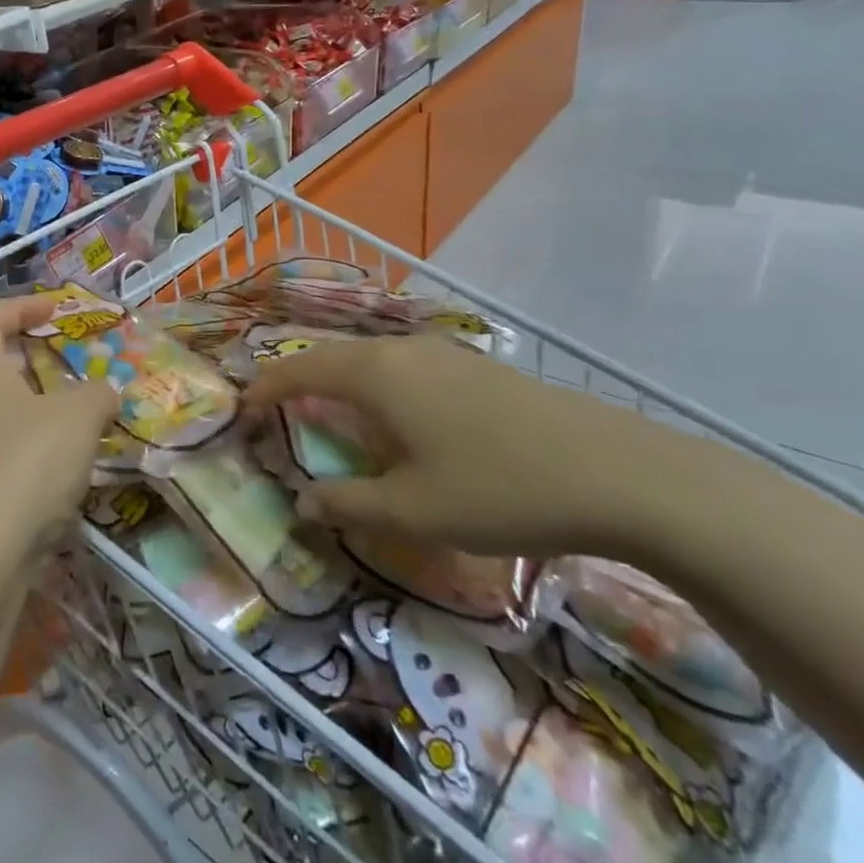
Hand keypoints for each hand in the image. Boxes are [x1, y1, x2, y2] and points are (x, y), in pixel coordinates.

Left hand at [0, 296, 118, 567]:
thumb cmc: (24, 464)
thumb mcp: (76, 418)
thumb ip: (97, 395)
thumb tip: (106, 391)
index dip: (23, 306)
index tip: (59, 309)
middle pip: (0, 369)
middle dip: (43, 363)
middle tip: (85, 369)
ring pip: (9, 418)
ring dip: (47, 414)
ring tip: (91, 422)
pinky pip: (11, 461)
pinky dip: (41, 457)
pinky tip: (74, 474)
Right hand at [245, 335, 685, 560]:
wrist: (622, 473)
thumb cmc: (500, 488)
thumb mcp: (413, 510)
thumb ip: (348, 504)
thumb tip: (303, 503)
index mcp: (375, 375)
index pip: (299, 370)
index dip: (265, 388)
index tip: (241, 409)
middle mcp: (402, 352)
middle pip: (332, 357)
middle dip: (298, 381)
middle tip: (276, 411)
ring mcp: (445, 356)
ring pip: (371, 360)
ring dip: (340, 383)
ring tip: (328, 414)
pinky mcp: (478, 370)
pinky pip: (405, 369)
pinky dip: (378, 388)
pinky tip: (397, 420)